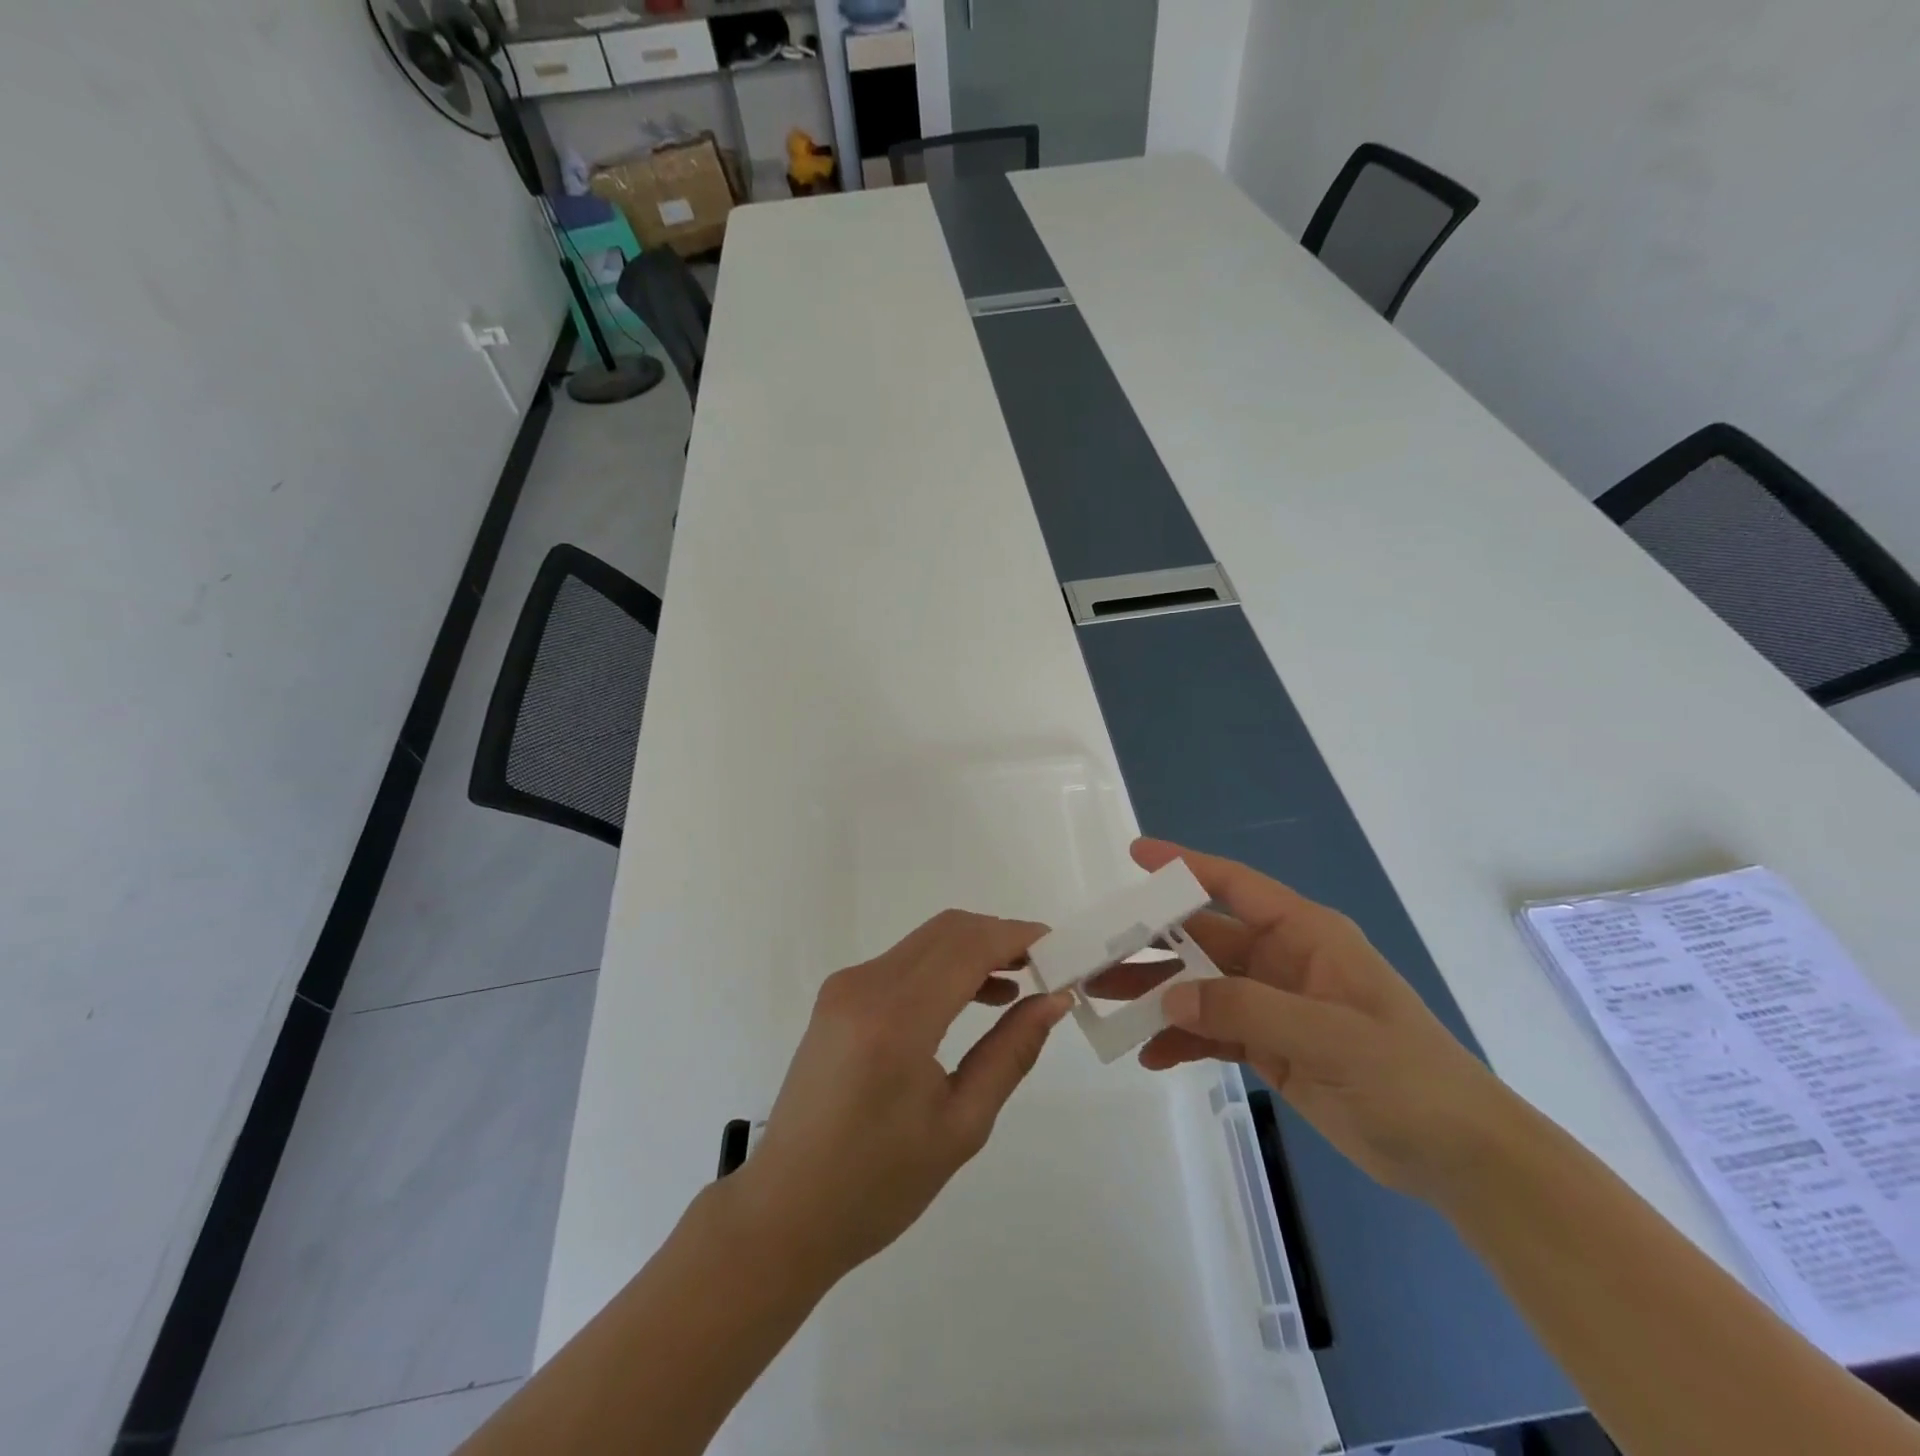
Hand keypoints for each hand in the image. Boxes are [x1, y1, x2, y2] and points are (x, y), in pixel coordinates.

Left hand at [730, 910, 1071, 1287]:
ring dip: (973, 950)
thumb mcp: (961, 1125)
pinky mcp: (838, 996)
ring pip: (926, 941)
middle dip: (1000, 938)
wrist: (786, 1210)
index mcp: (896, 1019)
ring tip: (1019, 983)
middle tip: (1045, 967)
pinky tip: (974, 998)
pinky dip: (944, 966)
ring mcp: (845, 986)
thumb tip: (1053, 999)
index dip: (1018, 937)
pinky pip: (904, 962)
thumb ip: (1011, 1052)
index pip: (968, 947)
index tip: (1061, 948)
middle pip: (947, 931)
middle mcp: (865, 985)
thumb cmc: (879, 1184)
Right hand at [1095, 839, 1514, 1200]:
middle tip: (1096, 954)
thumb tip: (1169, 998)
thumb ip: (1244, 1010)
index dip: (1184, 866)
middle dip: (1151, 945)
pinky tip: (1151, 1056)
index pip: (1235, 885)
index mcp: (1305, 934)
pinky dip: (1181, 1040)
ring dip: (1157, 995)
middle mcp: (1282, 960)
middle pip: (1203, 939)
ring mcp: (1274, 1004)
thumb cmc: (1406, 1076)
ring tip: (1105, 1005)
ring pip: (1200, 986)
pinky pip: (1213, 1031)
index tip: (1135, 856)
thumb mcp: (1328, 1035)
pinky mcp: (1271, 1046)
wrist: (1461, 1156)